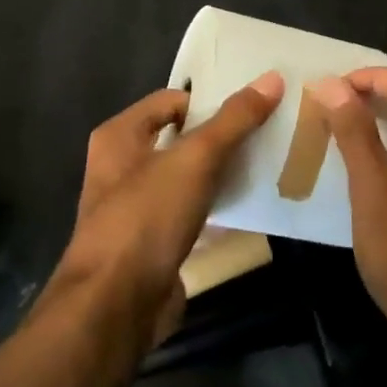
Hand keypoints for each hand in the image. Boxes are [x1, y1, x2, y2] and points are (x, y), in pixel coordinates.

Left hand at [43, 72, 282, 349]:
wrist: (114, 308)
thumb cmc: (146, 218)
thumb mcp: (195, 159)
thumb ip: (234, 120)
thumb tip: (272, 78)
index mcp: (119, 136)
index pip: (172, 100)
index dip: (209, 100)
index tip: (252, 106)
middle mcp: (121, 167)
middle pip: (179, 137)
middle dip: (219, 136)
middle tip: (265, 132)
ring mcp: (134, 208)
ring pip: (185, 177)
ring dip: (218, 173)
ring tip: (263, 164)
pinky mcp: (150, 244)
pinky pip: (188, 212)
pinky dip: (212, 208)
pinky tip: (244, 207)